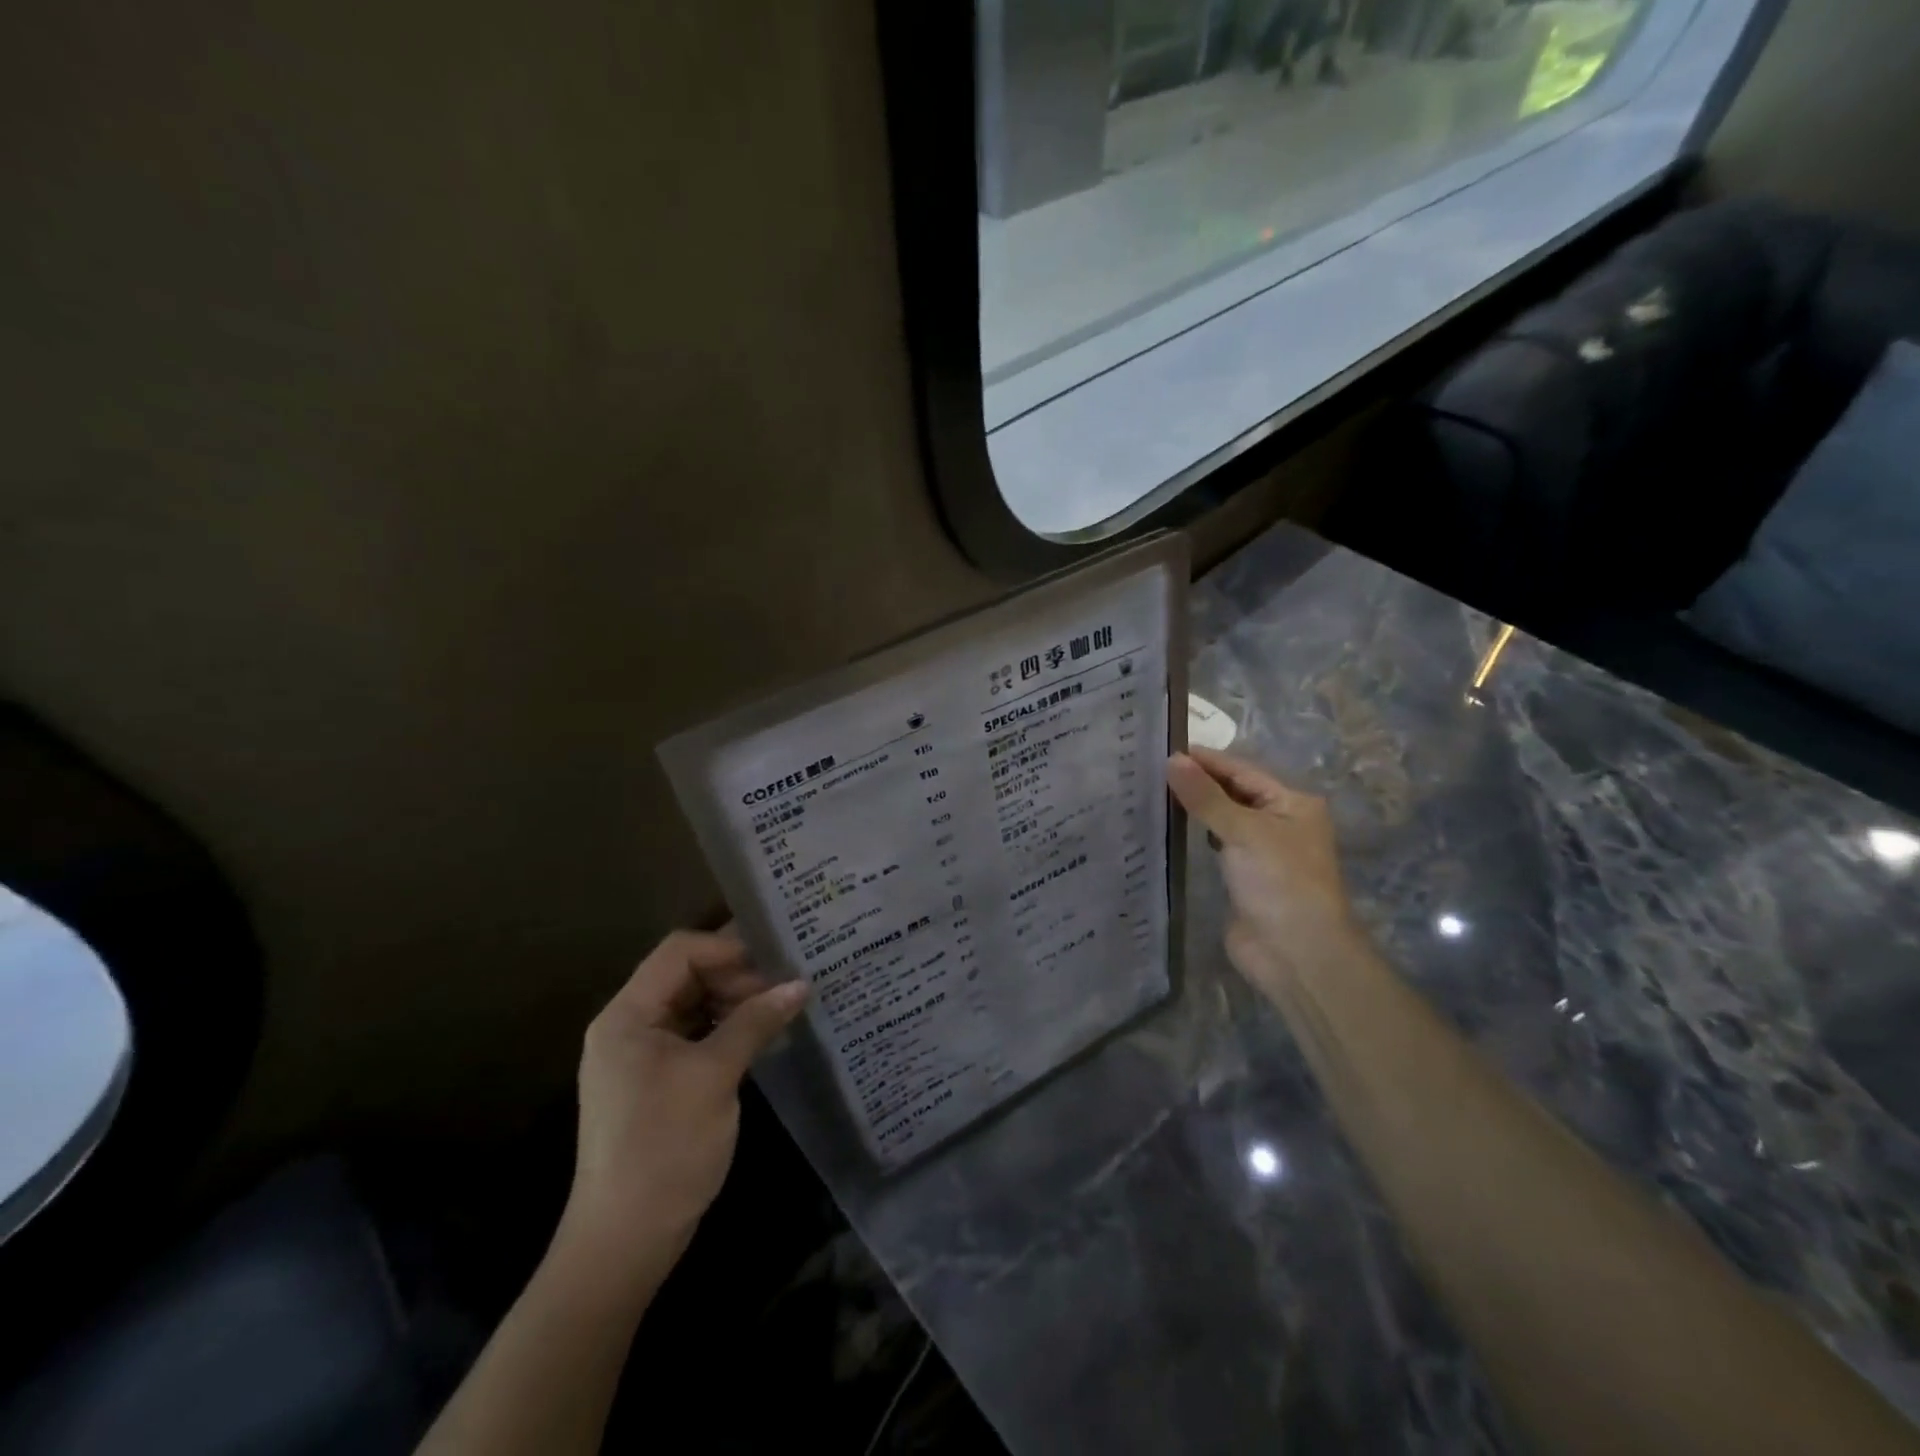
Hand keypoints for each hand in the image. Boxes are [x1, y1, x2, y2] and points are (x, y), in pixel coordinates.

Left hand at [557, 929, 806, 1289]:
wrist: (624, 1243)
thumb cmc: (664, 1148)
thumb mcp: (714, 1077)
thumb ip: (755, 1022)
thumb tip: (800, 984)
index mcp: (627, 1015)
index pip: (679, 952)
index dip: (727, 948)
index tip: (776, 960)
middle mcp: (629, 1026)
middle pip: (686, 976)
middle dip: (737, 975)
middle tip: (786, 986)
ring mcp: (641, 1056)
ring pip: (694, 1005)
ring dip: (735, 1002)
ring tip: (782, 1007)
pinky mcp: (657, 1082)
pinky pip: (695, 1036)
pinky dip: (727, 1030)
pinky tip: (762, 1036)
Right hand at [1167, 749, 1366, 991]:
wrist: (1297, 954)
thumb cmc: (1280, 882)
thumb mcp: (1243, 831)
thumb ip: (1206, 796)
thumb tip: (1172, 759)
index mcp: (1292, 803)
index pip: (1241, 771)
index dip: (1205, 760)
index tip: (1163, 747)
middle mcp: (1279, 822)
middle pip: (1232, 792)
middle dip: (1197, 782)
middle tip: (1149, 768)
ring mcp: (1260, 852)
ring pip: (1222, 819)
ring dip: (1194, 807)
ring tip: (1151, 791)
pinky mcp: (1242, 877)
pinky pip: (1215, 846)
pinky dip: (1194, 834)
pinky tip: (1167, 827)